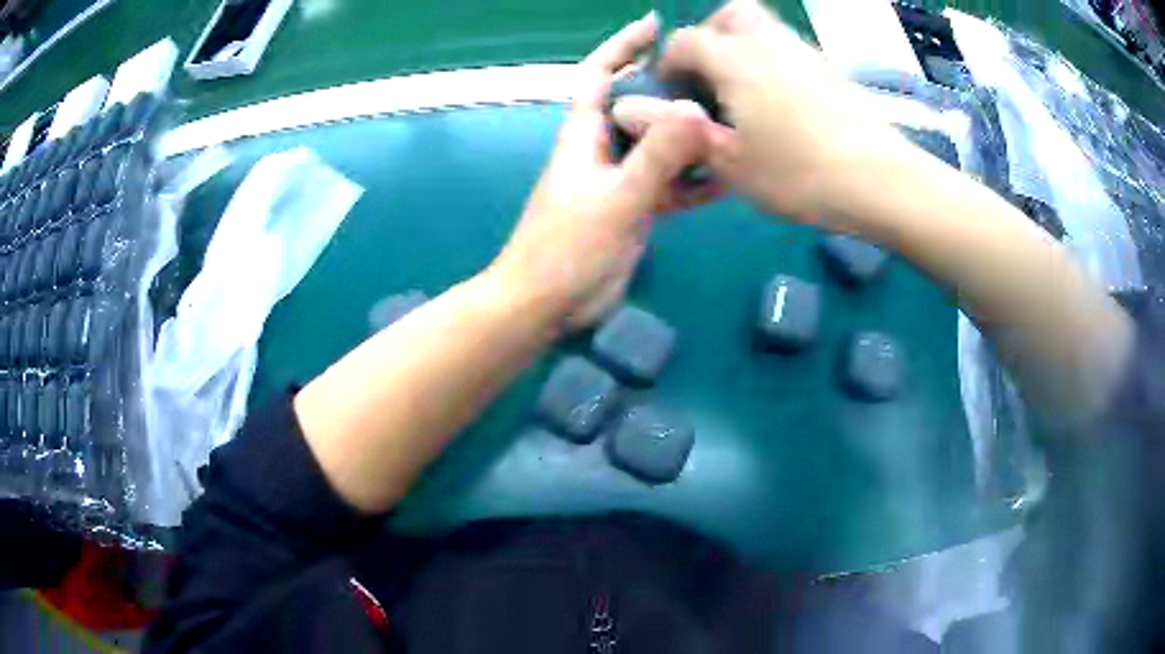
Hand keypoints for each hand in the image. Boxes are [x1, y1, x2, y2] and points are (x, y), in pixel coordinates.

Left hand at [490, 13, 720, 328]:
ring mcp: (621, 180)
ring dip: (690, 133)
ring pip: (660, 144)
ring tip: (733, 119)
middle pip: (640, 105)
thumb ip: (656, 158)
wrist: (546, 304)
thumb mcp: (616, 200)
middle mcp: (604, 149)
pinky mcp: (635, 209)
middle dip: (672, 85)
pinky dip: (694, 178)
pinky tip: (726, 175)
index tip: (655, 23)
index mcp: (585, 135)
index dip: (623, 45)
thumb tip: (697, 111)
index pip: (601, 75)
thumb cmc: (567, 249)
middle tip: (718, 75)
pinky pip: (670, 183)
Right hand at [614, 0, 899, 223]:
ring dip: (742, 45)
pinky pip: (788, 47)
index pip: (687, 41)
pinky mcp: (828, 68)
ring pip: (763, 26)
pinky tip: (777, 102)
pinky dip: (771, 60)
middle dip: (711, 34)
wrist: (880, 181)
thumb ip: (676, 130)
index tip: (670, 93)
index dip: (670, 63)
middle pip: (730, 12)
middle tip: (709, 75)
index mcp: (734, 59)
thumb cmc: (799, 174)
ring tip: (741, 92)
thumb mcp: (729, 162)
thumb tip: (626, 109)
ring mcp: (803, 51)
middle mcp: (767, 42)